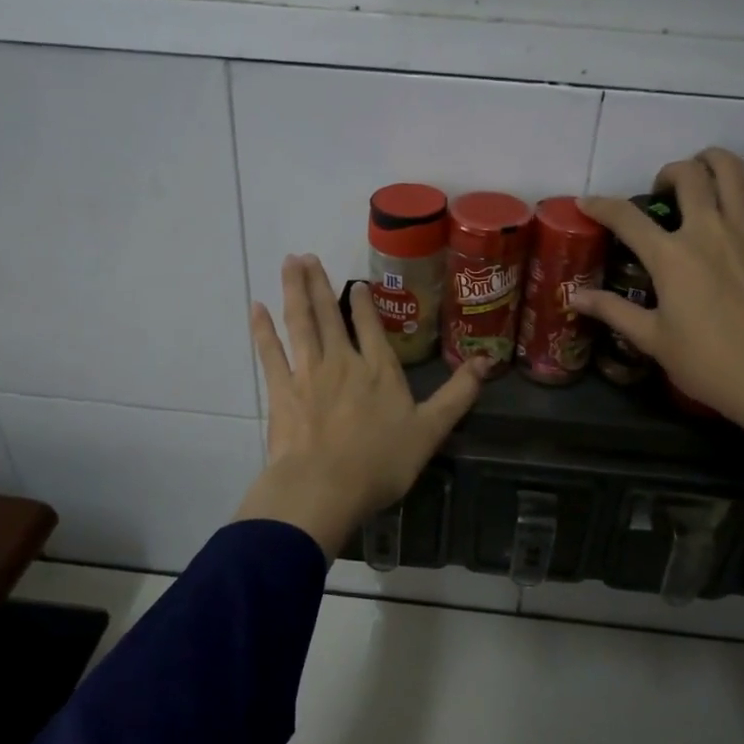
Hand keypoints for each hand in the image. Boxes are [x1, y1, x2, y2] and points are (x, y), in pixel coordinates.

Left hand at [233, 254, 487, 558]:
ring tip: (289, 264)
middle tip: (307, 256)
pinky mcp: (281, 390)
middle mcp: (343, 361)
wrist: (325, 487)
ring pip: (300, 322)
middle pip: (329, 314)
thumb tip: (487, 360)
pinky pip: (270, 351)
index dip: (362, 302)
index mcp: (379, 370)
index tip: (355, 283)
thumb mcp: (431, 430)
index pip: (370, 326)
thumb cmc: (381, 462)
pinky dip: (262, 328)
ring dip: (294, 290)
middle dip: (319, 284)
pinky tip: (256, 307)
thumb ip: (458, 394)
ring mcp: (308, 373)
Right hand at [572, 149, 743, 585]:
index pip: (626, 218)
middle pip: (688, 178)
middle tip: (661, 191)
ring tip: (704, 166)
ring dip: (715, 160)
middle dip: (668, 174)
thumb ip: (612, 310)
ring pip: (735, 175)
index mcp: (671, 256)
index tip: (587, 202)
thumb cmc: (706, 363)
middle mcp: (710, 231)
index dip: (601, 205)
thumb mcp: (651, 339)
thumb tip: (573, 295)